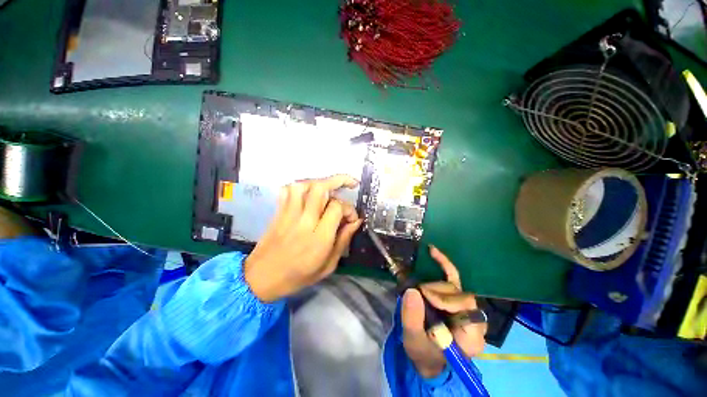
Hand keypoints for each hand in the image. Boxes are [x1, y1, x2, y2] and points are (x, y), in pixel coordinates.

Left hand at [244, 175, 362, 301]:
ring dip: (320, 182)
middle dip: (339, 180)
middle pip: (320, 188)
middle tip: (350, 183)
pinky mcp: (279, 211)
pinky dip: (301, 186)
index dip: (349, 209)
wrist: (261, 278)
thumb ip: (344, 240)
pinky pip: (288, 190)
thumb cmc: (298, 276)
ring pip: (304, 185)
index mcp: (319, 238)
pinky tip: (309, 192)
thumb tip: (356, 221)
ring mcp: (288, 214)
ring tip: (330, 187)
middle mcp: (304, 221)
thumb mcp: (329, 265)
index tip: (351, 218)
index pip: (337, 208)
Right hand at [402, 246, 486, 377]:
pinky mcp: (455, 298)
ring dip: (434, 285)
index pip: (466, 307)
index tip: (424, 296)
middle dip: (436, 292)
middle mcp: (474, 319)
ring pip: (454, 285)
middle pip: (459, 294)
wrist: (428, 358)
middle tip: (418, 295)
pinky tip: (432, 251)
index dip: (445, 298)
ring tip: (419, 292)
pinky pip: (452, 277)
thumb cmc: (424, 354)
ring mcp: (465, 307)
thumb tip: (412, 291)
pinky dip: (443, 263)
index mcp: (472, 335)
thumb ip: (413, 319)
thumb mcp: (414, 342)